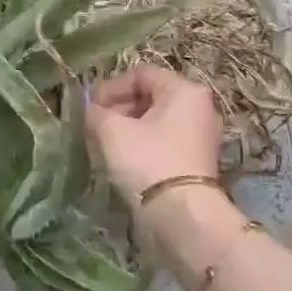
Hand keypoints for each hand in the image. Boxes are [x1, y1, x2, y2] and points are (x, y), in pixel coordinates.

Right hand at [86, 64, 221, 198]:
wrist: (181, 216)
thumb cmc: (147, 161)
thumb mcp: (112, 131)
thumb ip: (96, 113)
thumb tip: (91, 111)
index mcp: (185, 91)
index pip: (140, 74)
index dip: (111, 87)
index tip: (90, 108)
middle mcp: (199, 108)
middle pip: (150, 96)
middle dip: (118, 109)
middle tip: (95, 126)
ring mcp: (200, 136)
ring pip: (156, 121)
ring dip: (127, 128)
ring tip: (104, 145)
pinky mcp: (196, 161)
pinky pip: (163, 142)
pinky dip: (142, 145)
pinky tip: (122, 161)